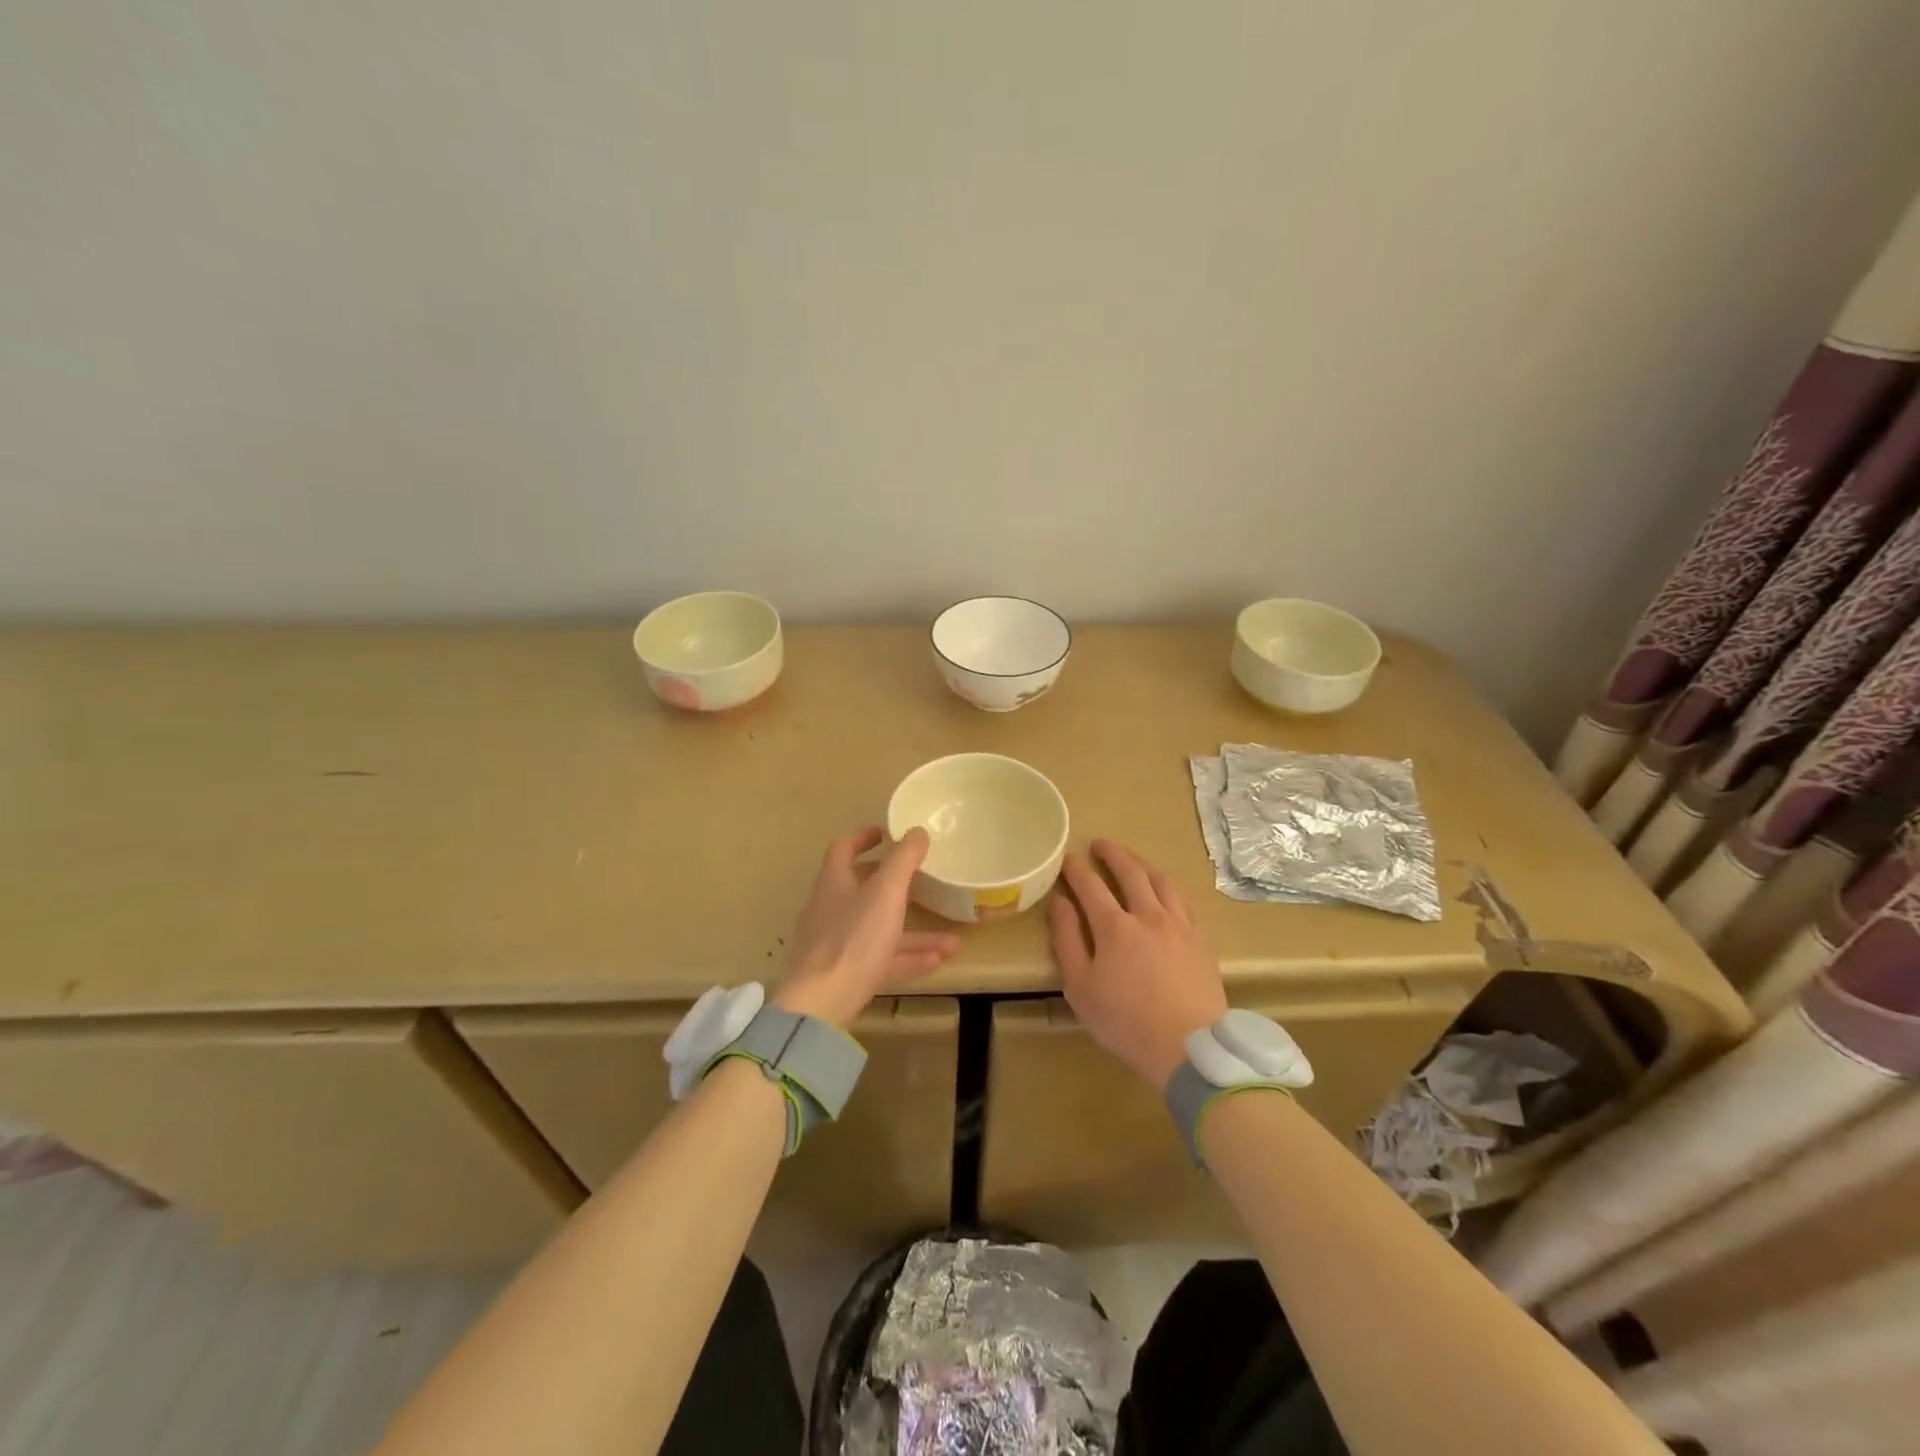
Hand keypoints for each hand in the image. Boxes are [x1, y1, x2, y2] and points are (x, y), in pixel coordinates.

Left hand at [772, 827, 959, 1028]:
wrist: (821, 1004)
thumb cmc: (853, 938)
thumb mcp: (886, 892)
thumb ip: (903, 861)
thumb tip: (916, 831)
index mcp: (834, 883)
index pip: (842, 850)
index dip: (863, 837)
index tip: (886, 833)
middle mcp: (830, 910)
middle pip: (862, 890)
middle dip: (893, 886)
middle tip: (920, 880)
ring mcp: (835, 945)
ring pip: (878, 929)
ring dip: (914, 932)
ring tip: (951, 939)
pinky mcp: (843, 975)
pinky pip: (880, 960)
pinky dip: (907, 958)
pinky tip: (937, 962)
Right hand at [1048, 839, 1228, 1089]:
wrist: (1189, 1047)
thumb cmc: (1126, 1022)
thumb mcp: (1080, 987)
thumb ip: (1067, 940)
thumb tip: (1059, 903)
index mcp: (1115, 926)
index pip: (1090, 885)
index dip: (1076, 870)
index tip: (1067, 859)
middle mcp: (1149, 915)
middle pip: (1131, 872)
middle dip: (1113, 854)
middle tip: (1100, 844)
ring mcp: (1179, 925)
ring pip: (1161, 881)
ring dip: (1142, 864)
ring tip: (1132, 860)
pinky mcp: (1200, 939)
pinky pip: (1183, 900)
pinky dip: (1167, 886)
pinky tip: (1164, 891)